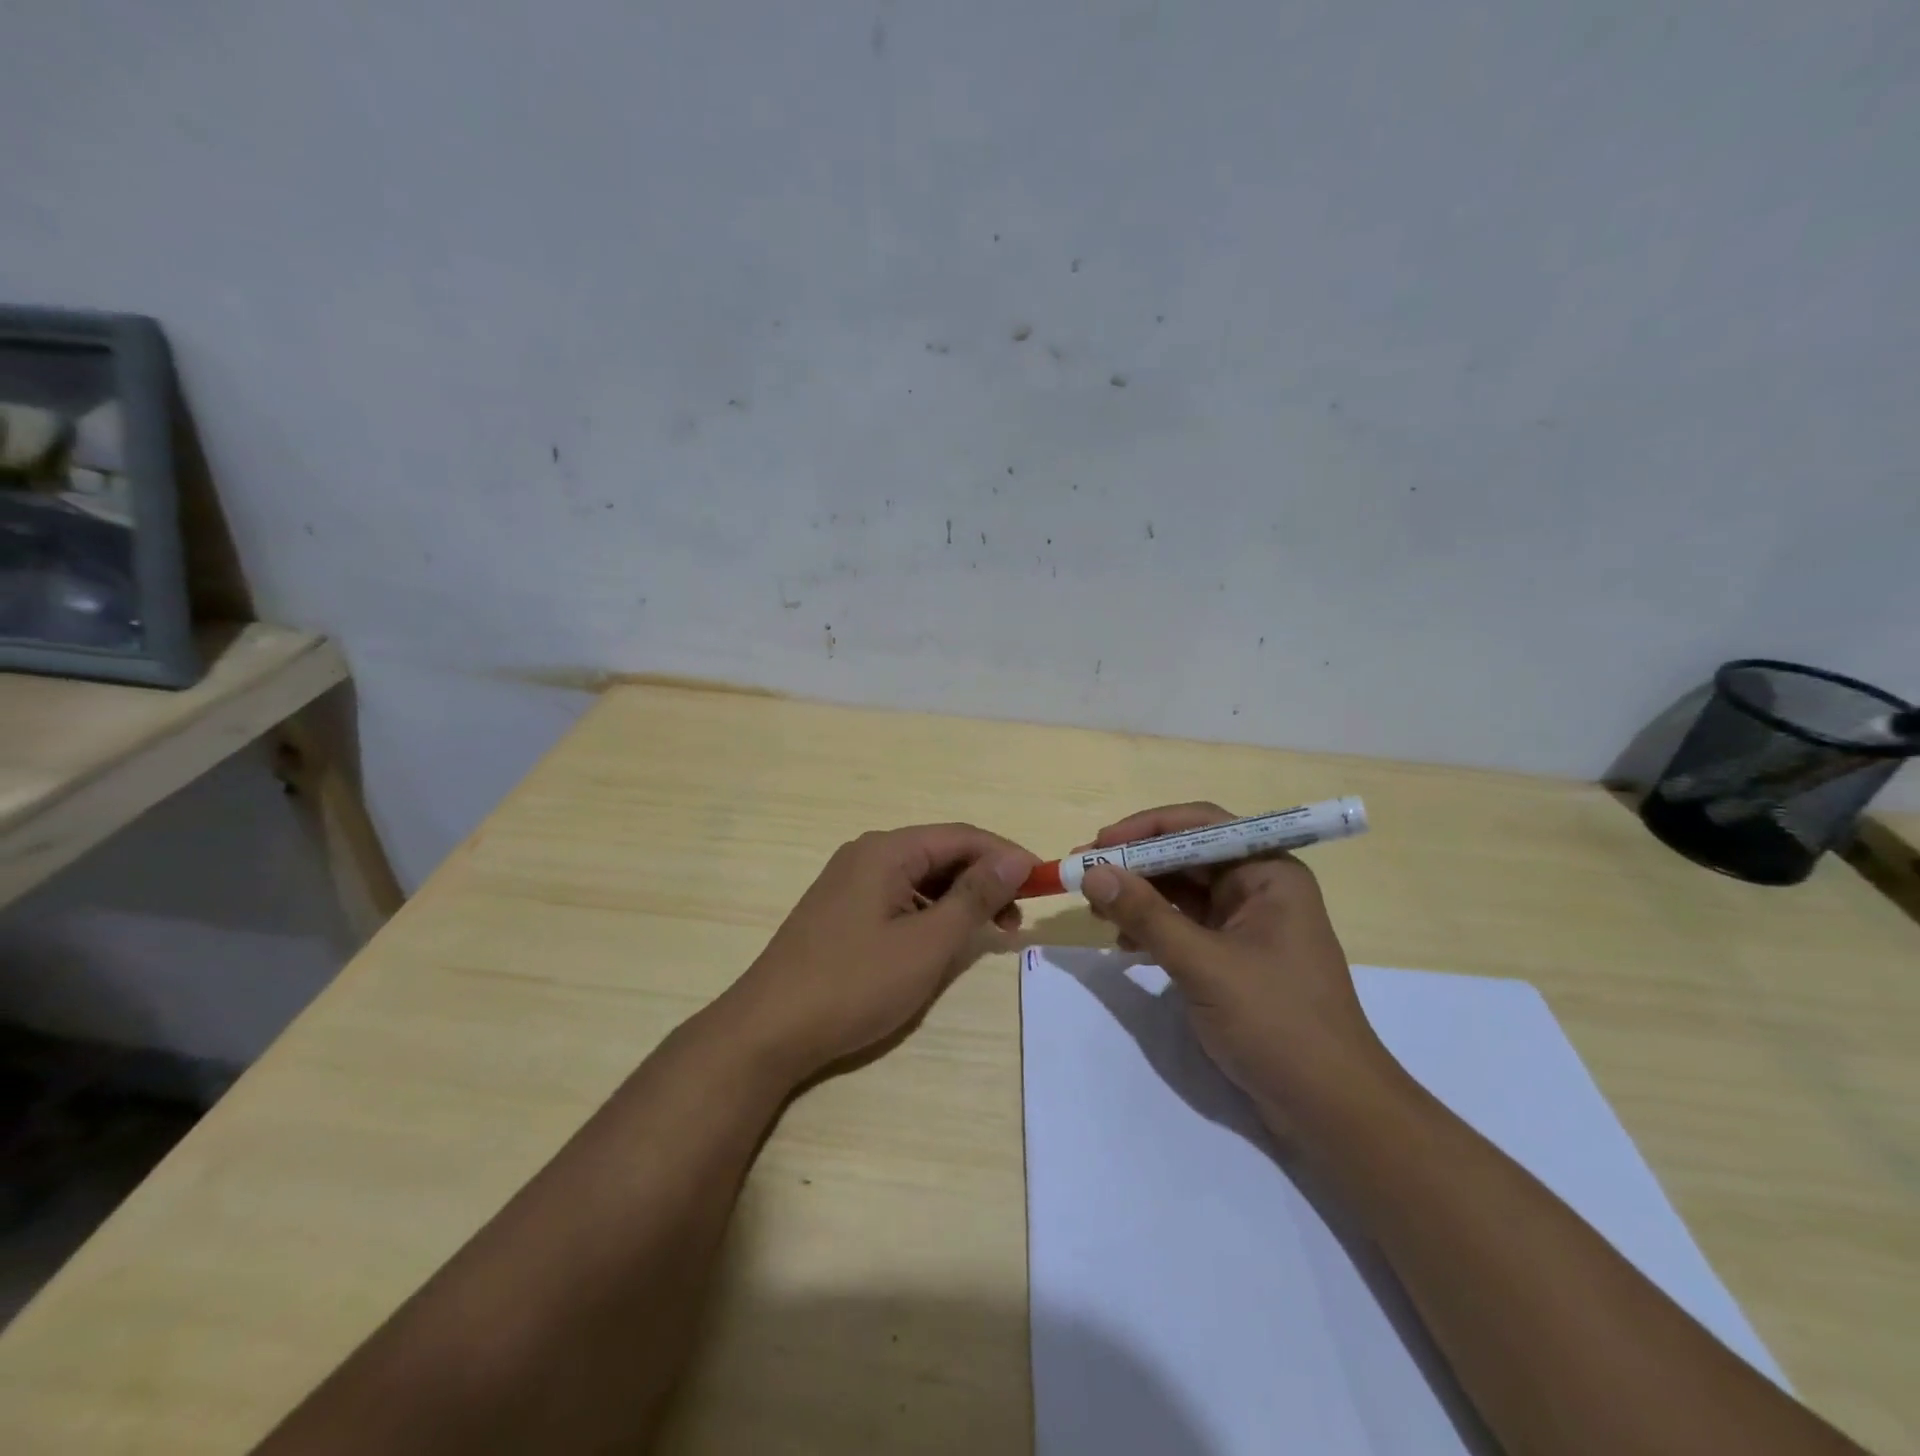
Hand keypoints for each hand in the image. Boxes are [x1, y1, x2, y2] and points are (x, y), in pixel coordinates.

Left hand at [723, 823, 1037, 1085]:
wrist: (768, 1030)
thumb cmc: (855, 983)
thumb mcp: (926, 942)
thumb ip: (974, 896)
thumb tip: (1016, 858)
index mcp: (886, 850)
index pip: (961, 836)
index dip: (1006, 855)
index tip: (1040, 884)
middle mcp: (866, 854)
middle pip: (940, 854)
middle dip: (983, 880)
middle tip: (1015, 921)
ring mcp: (849, 882)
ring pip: (920, 878)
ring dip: (958, 900)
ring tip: (986, 935)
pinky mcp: (841, 910)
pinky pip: (898, 898)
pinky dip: (929, 914)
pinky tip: (942, 941)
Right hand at [1078, 803, 1399, 1136]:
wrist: (1331, 1108)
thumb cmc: (1277, 1022)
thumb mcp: (1203, 964)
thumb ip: (1145, 915)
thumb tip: (1091, 872)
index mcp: (1268, 872)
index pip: (1200, 825)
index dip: (1145, 829)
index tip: (1097, 844)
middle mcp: (1259, 887)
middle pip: (1187, 856)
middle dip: (1135, 865)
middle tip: (1084, 875)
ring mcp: (1247, 924)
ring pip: (1181, 892)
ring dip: (1139, 897)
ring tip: (1096, 912)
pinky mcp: (1234, 957)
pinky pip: (1185, 925)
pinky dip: (1153, 928)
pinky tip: (1123, 944)